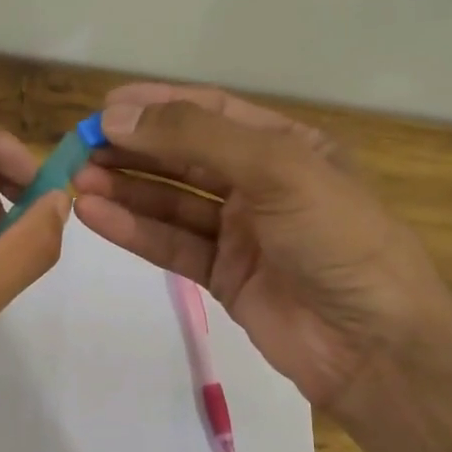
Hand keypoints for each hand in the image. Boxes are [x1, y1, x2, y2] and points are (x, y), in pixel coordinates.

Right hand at [70, 84, 451, 410]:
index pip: (212, 112)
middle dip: (135, 150)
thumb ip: (197, 138)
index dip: (158, 106)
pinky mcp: (224, 277)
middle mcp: (262, 184)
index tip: (104, 110)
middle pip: (186, 157)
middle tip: (80, 149)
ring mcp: (242, 233)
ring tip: (78, 180)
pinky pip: (173, 245)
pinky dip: (135, 231)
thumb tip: (118, 117)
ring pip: (173, 202)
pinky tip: (96, 216)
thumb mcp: (278, 169)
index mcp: (287, 146)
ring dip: (127, 190)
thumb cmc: (337, 238)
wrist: (373, 344)